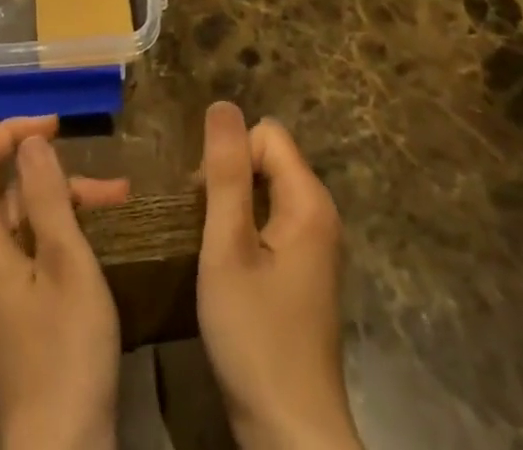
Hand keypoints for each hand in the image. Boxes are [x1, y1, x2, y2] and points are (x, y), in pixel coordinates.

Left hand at [0, 116, 129, 449]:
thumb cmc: (66, 352)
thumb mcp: (67, 262)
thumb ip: (46, 195)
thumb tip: (30, 142)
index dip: (11, 132)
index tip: (57, 126)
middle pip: (2, 195)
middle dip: (55, 180)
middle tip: (112, 189)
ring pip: (16, 227)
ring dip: (62, 210)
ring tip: (116, 213)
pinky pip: (18, 258)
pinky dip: (53, 241)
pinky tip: (92, 249)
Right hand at [197, 102, 361, 449]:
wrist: (290, 434)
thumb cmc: (255, 337)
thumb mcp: (227, 249)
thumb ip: (225, 173)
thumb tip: (222, 105)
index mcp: (309, 201)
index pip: (265, 134)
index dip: (229, 157)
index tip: (204, 204)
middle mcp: (320, 215)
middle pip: (268, 159)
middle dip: (229, 179)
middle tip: (202, 228)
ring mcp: (316, 246)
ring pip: (266, 191)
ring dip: (233, 208)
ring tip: (210, 248)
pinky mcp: (305, 274)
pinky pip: (271, 223)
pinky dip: (245, 232)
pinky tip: (228, 270)